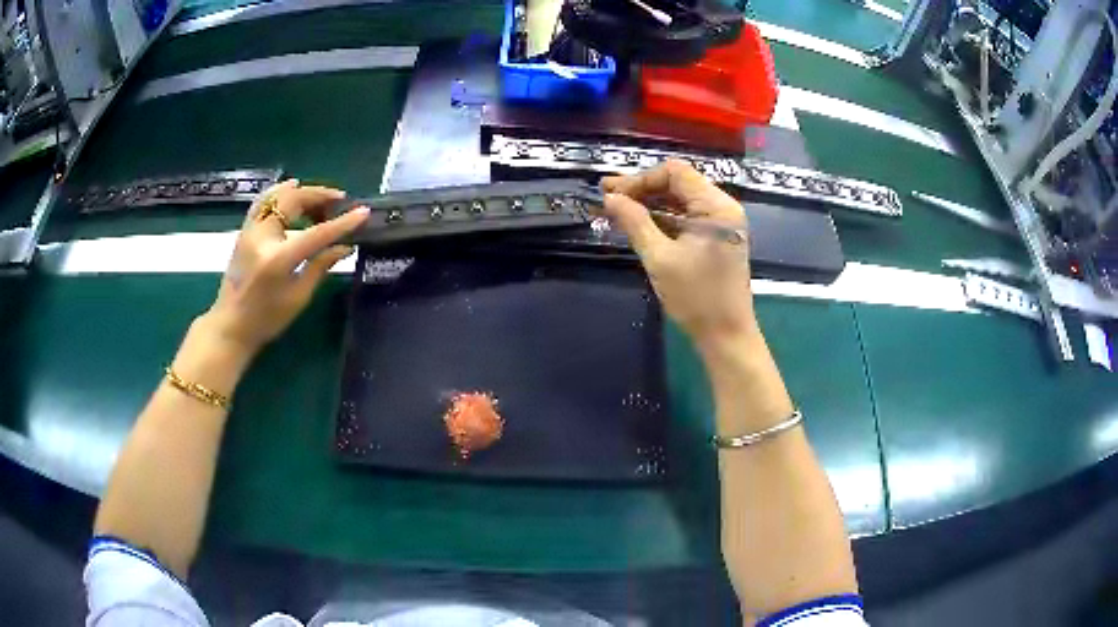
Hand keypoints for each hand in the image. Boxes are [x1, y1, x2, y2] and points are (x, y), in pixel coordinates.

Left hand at [199, 179, 369, 359]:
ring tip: (320, 198)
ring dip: (302, 192)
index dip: (342, 223)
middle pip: (294, 202)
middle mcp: (262, 238)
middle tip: (340, 201)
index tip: (363, 212)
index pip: (317, 234)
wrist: (231, 325)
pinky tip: (292, 187)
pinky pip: (263, 200)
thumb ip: (320, 266)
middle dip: (320, 196)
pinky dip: (279, 191)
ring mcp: (250, 231)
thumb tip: (345, 246)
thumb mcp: (298, 297)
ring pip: (278, 196)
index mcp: (278, 259)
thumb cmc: (267, 319)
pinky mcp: (244, 231)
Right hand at [602, 160, 757, 346]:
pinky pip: (687, 217)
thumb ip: (635, 223)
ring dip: (651, 203)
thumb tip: (610, 198)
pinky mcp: (718, 238)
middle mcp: (723, 207)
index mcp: (716, 207)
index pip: (675, 173)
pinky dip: (664, 218)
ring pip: (681, 200)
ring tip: (617, 209)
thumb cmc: (696, 298)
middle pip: (679, 183)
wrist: (726, 336)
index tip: (612, 193)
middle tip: (607, 198)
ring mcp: (722, 223)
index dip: (640, 179)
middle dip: (642, 189)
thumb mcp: (659, 258)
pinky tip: (639, 223)